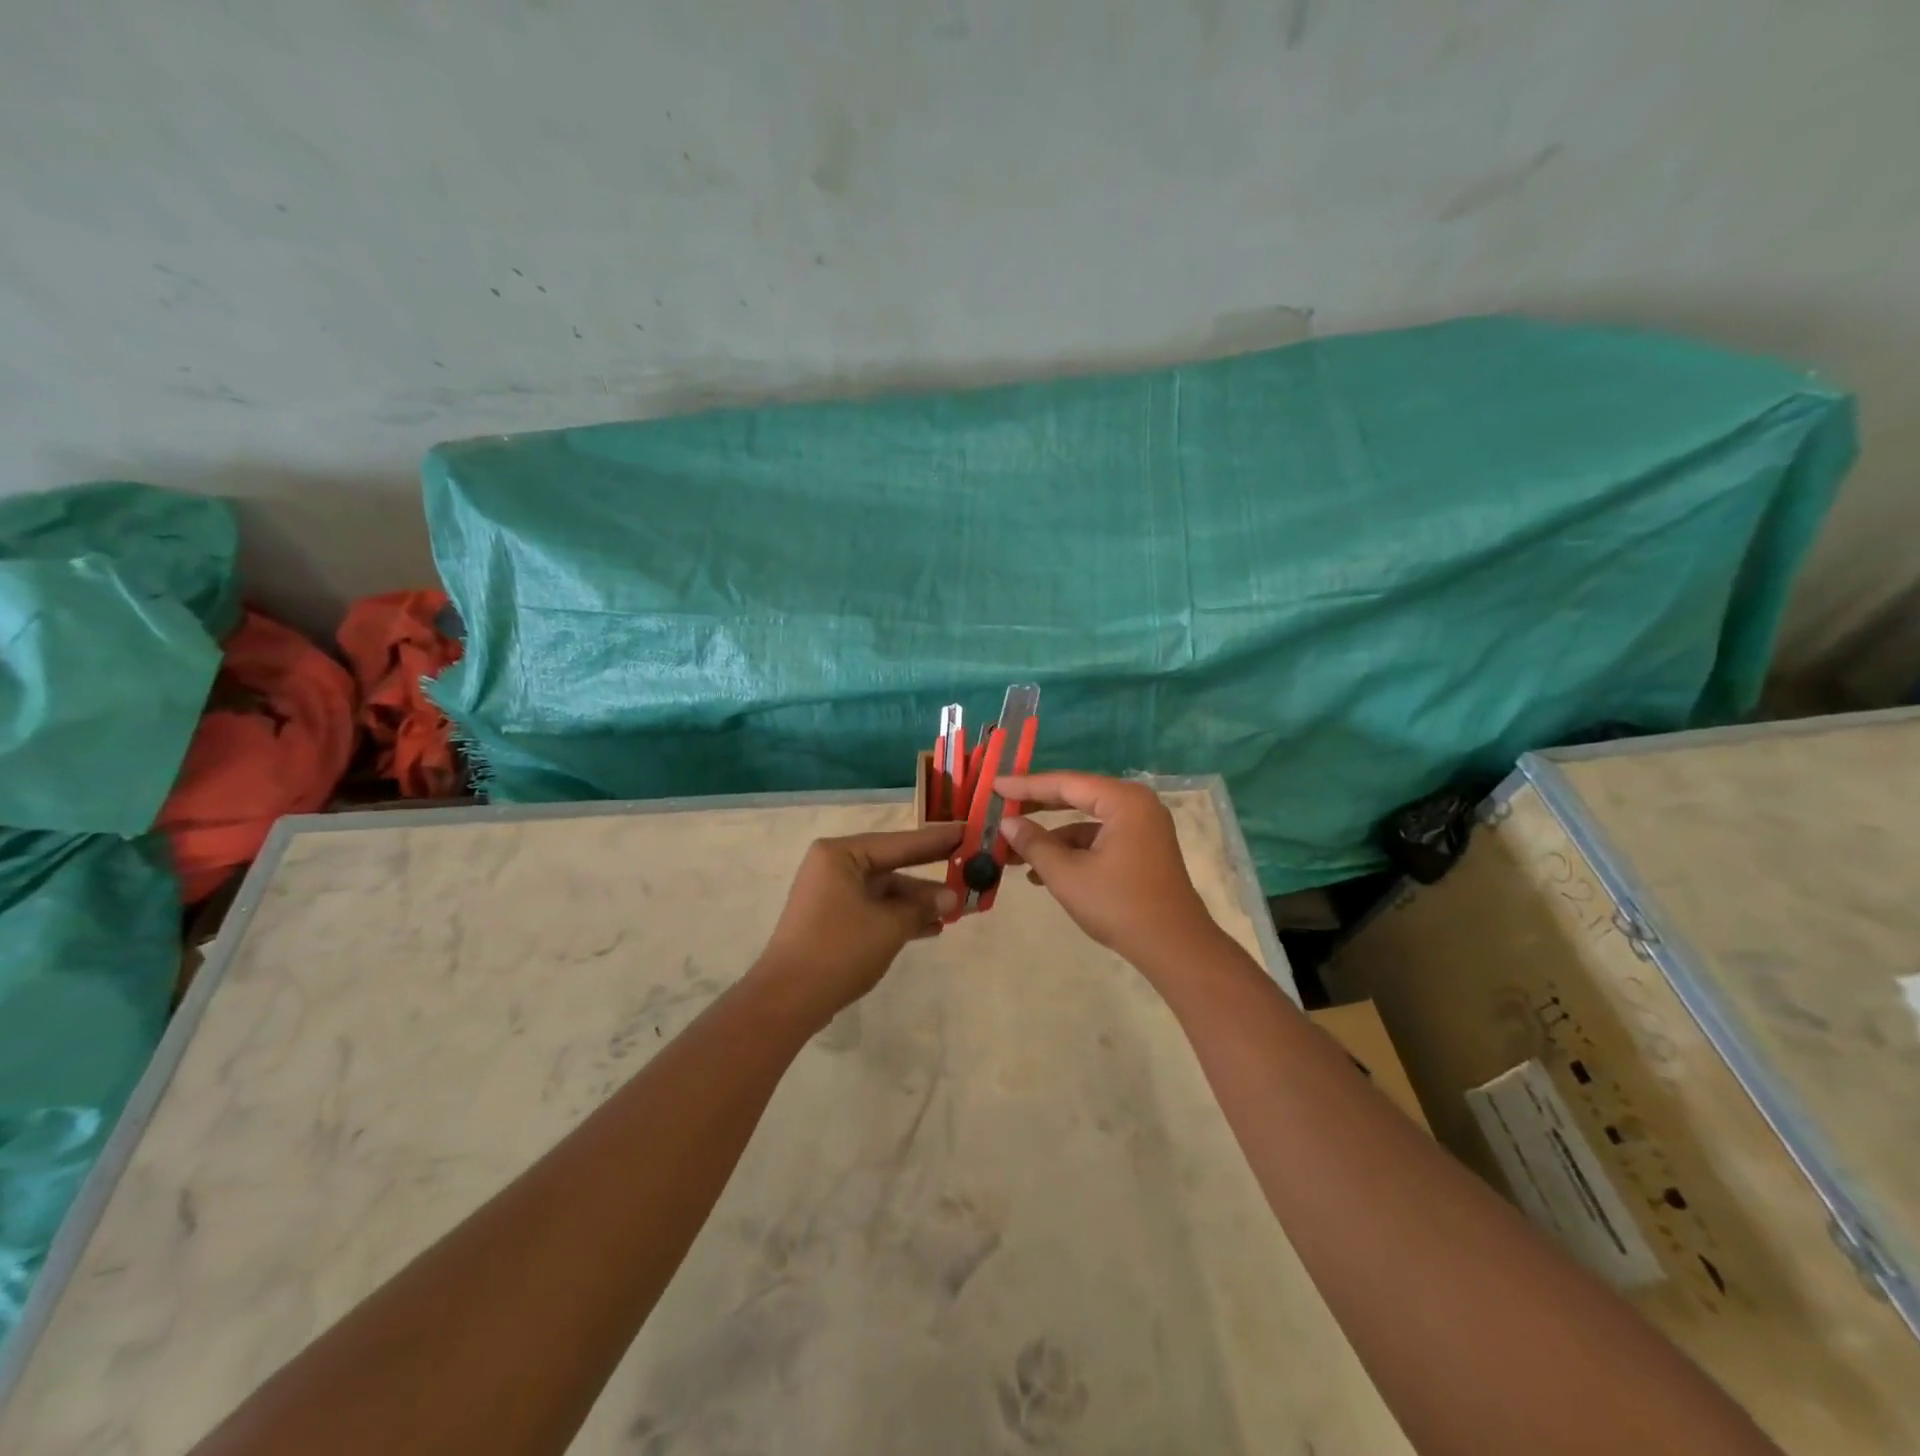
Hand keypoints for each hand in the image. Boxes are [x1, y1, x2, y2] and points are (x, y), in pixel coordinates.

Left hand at [747, 822, 962, 1029]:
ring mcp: (832, 894)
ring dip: (919, 901)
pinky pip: (875, 909)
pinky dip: (901, 916)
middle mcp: (834, 866)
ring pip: (886, 890)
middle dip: (930, 872)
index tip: (967, 831)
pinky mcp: (834, 920)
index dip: (936, 840)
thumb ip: (922, 907)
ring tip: (959, 907)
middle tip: (970, 865)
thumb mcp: (889, 926)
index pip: (899, 842)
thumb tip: (952, 897)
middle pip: (893, 864)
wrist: (788, 999)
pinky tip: (933, 927)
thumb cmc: (839, 949)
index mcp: (841, 854)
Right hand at [996, 772, 1223, 973]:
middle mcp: (1136, 804)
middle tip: (1000, 806)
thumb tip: (1008, 823)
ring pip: (1086, 820)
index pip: (1065, 783)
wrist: (1175, 948)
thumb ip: (1034, 844)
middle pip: (1076, 796)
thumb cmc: (1119, 905)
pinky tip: (1042, 872)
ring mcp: (1142, 827)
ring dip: (1052, 836)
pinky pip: (1099, 838)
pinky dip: (1072, 850)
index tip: (994, 785)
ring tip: (1013, 851)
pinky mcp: (1143, 849)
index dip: (1026, 786)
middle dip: (1036, 807)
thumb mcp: (1067, 875)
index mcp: (1123, 800)